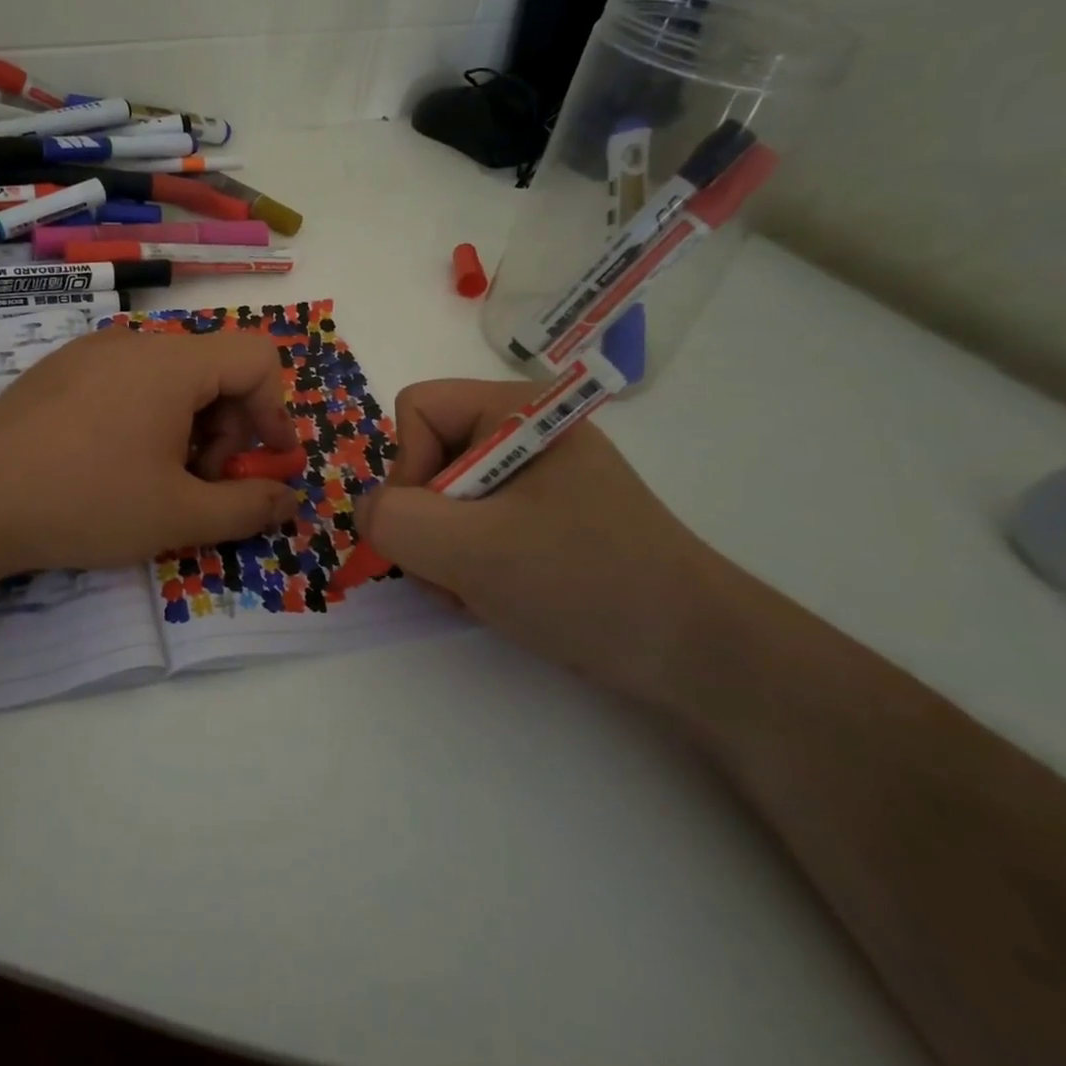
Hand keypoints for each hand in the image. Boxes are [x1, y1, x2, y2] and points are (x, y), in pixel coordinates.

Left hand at [0, 327, 300, 573]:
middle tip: (204, 483)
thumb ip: (247, 507)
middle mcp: (133, 343)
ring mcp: (90, 353)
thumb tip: (291, 501)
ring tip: (160, 478)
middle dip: (229, 428)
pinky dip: (147, 416)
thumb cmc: (85, 501)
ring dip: (189, 426)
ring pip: (169, 377)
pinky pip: (127, 381)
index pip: (256, 358)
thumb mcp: (178, 515)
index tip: (268, 463)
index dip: (276, 411)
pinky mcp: (59, 371)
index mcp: (171, 363)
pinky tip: (115, 463)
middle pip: (213, 369)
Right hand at [356, 379, 718, 693]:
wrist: (697, 656)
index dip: (409, 468)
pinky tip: (496, 595)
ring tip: (480, 590)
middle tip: (458, 570)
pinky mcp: (541, 517)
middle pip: (426, 456)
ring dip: (443, 551)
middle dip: (427, 522)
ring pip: (442, 498)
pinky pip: (470, 524)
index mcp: (517, 409)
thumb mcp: (474, 551)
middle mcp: (522, 432)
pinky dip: (466, 563)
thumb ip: (396, 521)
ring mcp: (534, 477)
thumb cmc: (586, 583)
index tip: (438, 526)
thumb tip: (368, 511)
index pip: (417, 409)